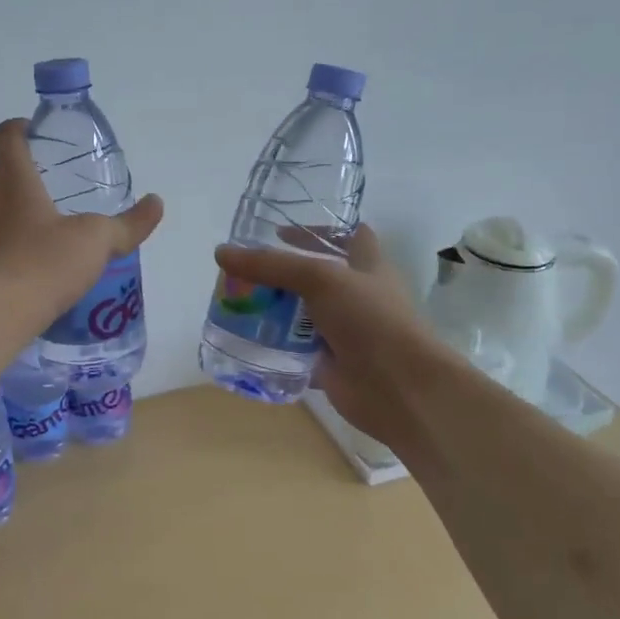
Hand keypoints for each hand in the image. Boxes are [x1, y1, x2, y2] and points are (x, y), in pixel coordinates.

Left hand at [0, 119, 164, 327]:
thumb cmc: (44, 265)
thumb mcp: (96, 242)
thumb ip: (128, 224)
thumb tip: (156, 203)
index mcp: (13, 181)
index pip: (7, 136)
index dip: (20, 128)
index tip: (35, 135)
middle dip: (23, 184)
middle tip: (52, 204)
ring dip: (7, 218)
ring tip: (36, 244)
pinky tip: (17, 273)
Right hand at [213, 225, 458, 446]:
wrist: (398, 388)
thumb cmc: (370, 320)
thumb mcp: (320, 279)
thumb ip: (271, 265)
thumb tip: (221, 253)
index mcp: (367, 266)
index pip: (348, 236)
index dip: (318, 230)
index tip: (280, 230)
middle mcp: (356, 297)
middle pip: (315, 278)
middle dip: (281, 274)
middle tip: (242, 270)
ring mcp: (343, 332)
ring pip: (301, 316)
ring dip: (273, 312)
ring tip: (234, 304)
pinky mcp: (329, 364)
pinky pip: (294, 352)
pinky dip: (273, 349)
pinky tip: (244, 342)